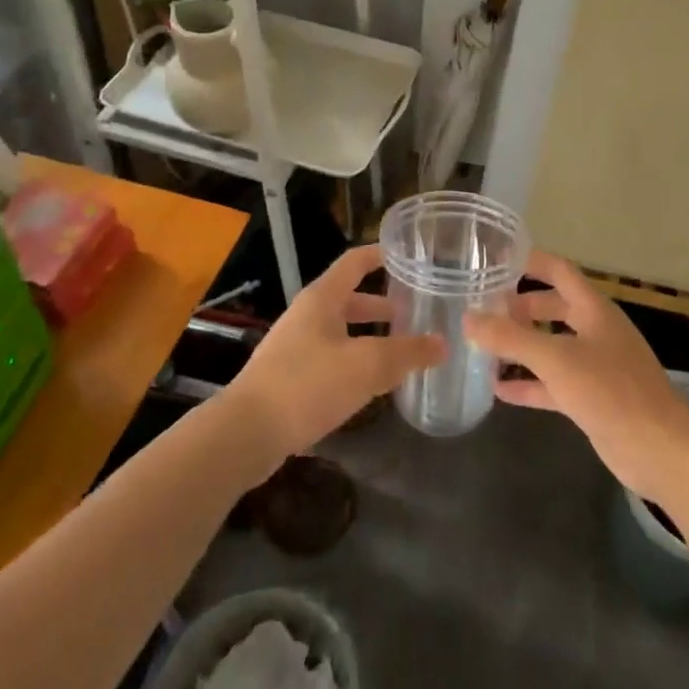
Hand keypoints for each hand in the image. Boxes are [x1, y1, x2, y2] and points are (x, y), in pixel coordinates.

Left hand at [228, 245, 444, 459]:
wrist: (245, 434)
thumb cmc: (307, 385)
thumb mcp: (366, 366)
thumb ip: (407, 353)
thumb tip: (443, 344)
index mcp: (322, 299)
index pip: (355, 262)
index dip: (380, 254)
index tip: (408, 255)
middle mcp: (306, 315)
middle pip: (349, 298)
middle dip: (381, 304)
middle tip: (413, 312)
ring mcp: (294, 347)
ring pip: (340, 331)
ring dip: (368, 335)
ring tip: (398, 350)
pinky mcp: (288, 378)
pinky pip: (329, 358)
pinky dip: (353, 361)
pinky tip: (369, 384)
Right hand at [463, 253, 688, 503]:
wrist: (660, 450)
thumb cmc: (611, 391)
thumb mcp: (555, 359)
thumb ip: (510, 338)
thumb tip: (468, 317)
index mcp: (593, 308)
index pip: (558, 270)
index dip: (529, 261)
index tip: (494, 260)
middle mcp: (595, 330)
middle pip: (552, 306)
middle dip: (519, 306)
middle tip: (482, 309)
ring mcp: (595, 365)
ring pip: (551, 345)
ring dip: (521, 345)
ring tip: (482, 346)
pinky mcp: (592, 398)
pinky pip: (553, 383)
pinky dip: (529, 383)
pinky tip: (498, 390)